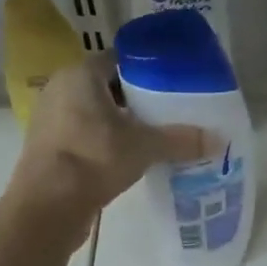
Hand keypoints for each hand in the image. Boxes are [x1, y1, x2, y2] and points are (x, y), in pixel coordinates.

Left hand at [7, 56, 208, 236]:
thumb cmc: (94, 158)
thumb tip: (218, 140)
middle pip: (108, 86)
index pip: (119, 59)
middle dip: (137, 98)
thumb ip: (181, 139)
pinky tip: (127, 156)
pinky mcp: (48, 146)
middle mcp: (61, 88)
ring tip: (152, 135)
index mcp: (81, 74)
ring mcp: (50, 118)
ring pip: (94, 111)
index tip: (172, 83)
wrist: (48, 205)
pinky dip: (104, 140)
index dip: (147, 70)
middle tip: (168, 111)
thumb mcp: (145, 147)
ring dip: (120, 121)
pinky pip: (83, 133)